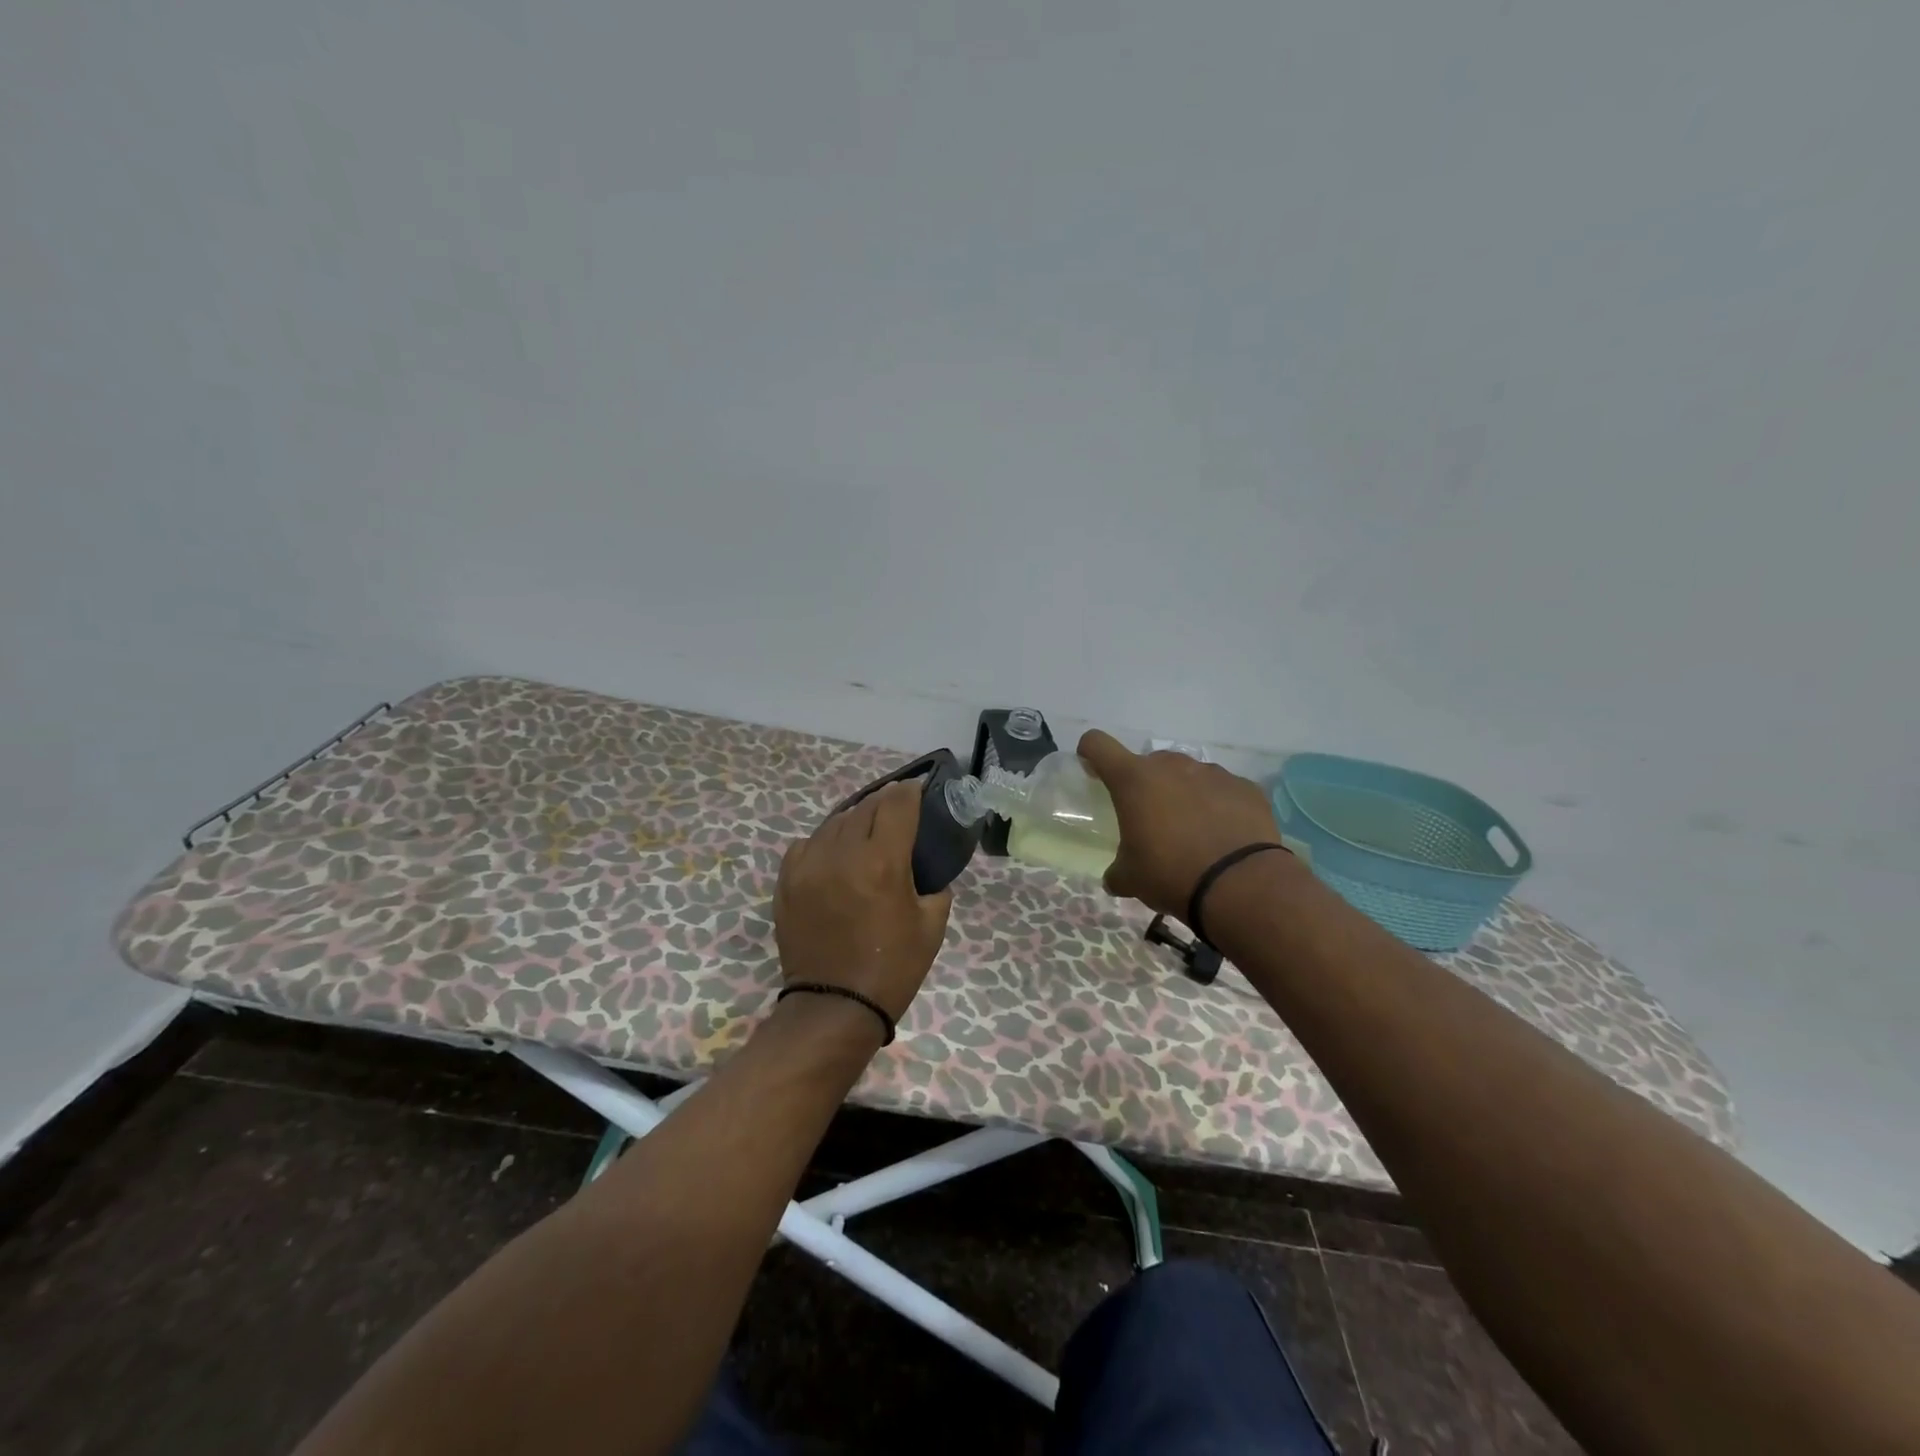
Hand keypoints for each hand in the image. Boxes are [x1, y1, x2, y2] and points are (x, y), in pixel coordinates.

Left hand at [773, 780, 953, 1021]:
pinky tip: (834, 855)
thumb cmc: (892, 968)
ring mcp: (809, 866)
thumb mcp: (932, 926)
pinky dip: (824, 842)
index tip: (917, 791)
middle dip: (884, 802)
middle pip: (865, 807)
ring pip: (834, 822)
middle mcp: (843, 854)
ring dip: (854, 820)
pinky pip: (806, 844)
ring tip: (865, 830)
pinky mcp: (787, 882)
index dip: (910, 792)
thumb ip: (935, 885)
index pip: (897, 804)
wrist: (834, 1007)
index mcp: (883, 862)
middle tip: (895, 810)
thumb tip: (926, 868)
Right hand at [1078, 730, 1288, 917]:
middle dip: (1145, 785)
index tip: (1093, 771)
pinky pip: (1222, 790)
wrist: (1240, 885)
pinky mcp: (1245, 788)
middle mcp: (1172, 766)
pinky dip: (1218, 805)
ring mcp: (1212, 773)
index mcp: (1133, 780)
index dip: (1091, 753)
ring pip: (1188, 775)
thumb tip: (1114, 877)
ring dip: (1183, 794)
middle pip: (1149, 763)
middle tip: (1150, 819)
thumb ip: (1117, 870)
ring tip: (1191, 830)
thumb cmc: (1171, 873)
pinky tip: (1222, 835)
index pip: (1098, 745)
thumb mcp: (1131, 878)